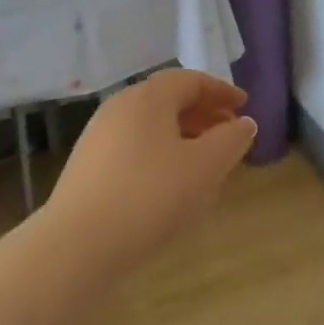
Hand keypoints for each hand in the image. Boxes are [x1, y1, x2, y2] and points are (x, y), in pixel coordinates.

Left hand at [45, 70, 256, 264]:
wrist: (78, 245)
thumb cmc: (151, 196)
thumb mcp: (205, 167)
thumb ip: (231, 140)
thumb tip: (244, 123)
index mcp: (147, 98)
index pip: (190, 80)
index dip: (221, 91)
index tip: (245, 106)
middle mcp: (119, 108)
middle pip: (168, 100)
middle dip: (203, 114)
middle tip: (230, 134)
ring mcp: (98, 137)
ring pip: (150, 126)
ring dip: (183, 136)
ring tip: (206, 162)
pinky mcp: (88, 167)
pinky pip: (134, 147)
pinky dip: (161, 154)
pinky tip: (172, 184)